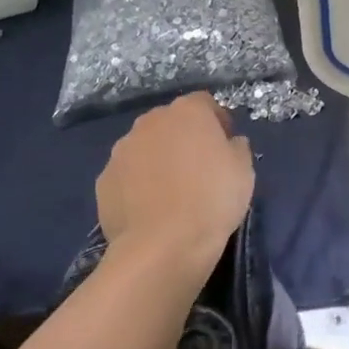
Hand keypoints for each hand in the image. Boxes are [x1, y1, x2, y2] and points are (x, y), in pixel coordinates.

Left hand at [95, 93, 254, 289]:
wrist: (162, 245)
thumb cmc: (211, 200)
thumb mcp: (244, 171)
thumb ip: (237, 147)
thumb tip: (231, 142)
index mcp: (187, 111)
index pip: (204, 103)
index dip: (217, 121)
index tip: (225, 146)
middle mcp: (150, 121)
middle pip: (171, 122)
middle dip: (184, 138)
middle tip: (198, 170)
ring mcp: (122, 150)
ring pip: (145, 147)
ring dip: (158, 160)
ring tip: (171, 193)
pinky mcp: (104, 179)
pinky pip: (127, 175)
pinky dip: (137, 185)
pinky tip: (149, 210)